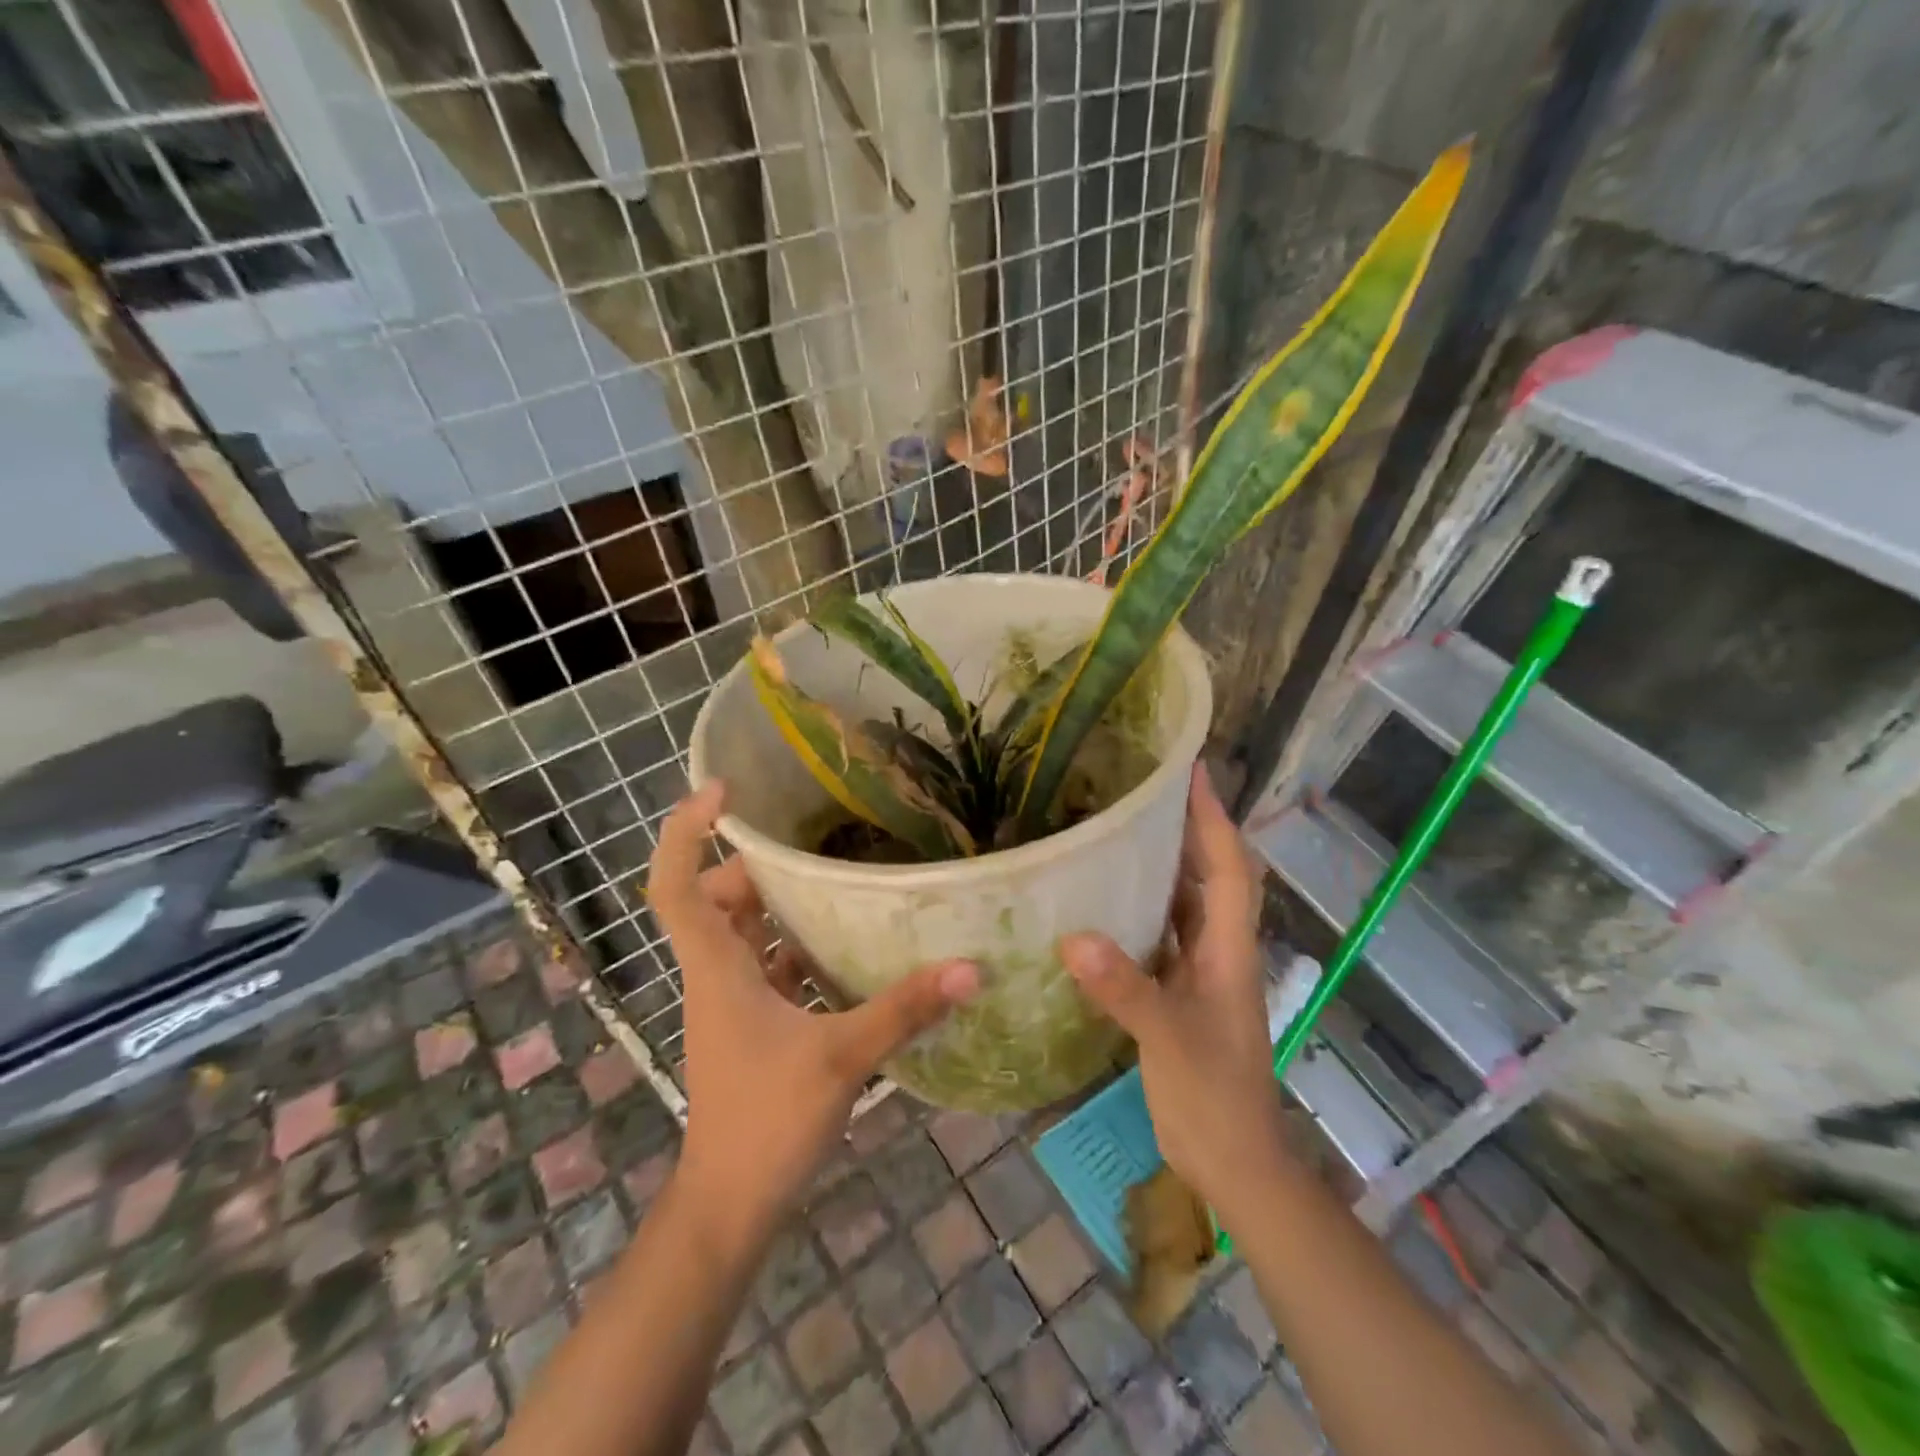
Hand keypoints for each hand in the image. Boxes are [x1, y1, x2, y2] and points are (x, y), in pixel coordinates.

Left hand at [648, 781, 979, 1238]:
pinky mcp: (752, 1025)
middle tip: (809, 846)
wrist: (730, 1206)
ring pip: (745, 933)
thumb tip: (968, 969)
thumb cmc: (766, 1122)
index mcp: (717, 967)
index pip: (676, 884)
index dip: (687, 832)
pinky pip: (769, 966)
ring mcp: (732, 1002)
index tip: (722, 792)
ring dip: (780, 905)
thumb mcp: (841, 1058)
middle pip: (716, 899)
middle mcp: (716, 974)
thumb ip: (904, 1010)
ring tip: (836, 880)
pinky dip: (798, 947)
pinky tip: (846, 947)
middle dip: (755, 866)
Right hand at [1060, 766, 1293, 1226]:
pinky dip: (1138, 911)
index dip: (1213, 816)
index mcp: (1228, 949)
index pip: (1229, 867)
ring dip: (1162, 865)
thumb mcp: (1170, 1039)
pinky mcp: (1176, 994)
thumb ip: (1126, 989)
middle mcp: (1217, 950)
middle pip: (1209, 875)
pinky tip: (1101, 902)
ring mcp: (1198, 972)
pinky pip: (1158, 936)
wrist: (1232, 1161)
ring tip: (1119, 829)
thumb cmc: (1214, 1096)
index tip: (1192, 770)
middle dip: (1186, 828)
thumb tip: (1073, 938)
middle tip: (1143, 790)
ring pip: (1183, 903)